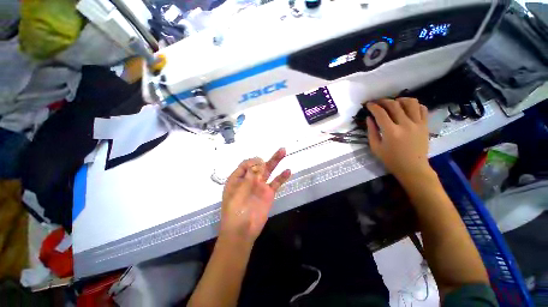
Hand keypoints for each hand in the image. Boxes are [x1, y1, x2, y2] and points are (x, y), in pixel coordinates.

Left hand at [220, 148, 290, 245]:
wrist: (242, 232)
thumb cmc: (234, 213)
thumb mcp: (237, 194)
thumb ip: (247, 179)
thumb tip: (256, 164)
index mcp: (238, 179)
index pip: (246, 165)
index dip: (253, 161)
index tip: (259, 163)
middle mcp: (249, 180)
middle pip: (259, 165)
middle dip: (268, 157)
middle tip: (280, 149)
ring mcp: (260, 186)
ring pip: (269, 171)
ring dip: (276, 161)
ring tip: (284, 152)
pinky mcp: (268, 193)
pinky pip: (276, 183)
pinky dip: (282, 177)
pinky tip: (288, 171)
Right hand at [366, 98, 432, 184]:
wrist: (413, 167)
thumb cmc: (391, 159)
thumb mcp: (375, 147)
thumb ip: (371, 131)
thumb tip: (369, 118)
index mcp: (391, 132)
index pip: (381, 113)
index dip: (373, 107)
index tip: (368, 104)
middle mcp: (405, 125)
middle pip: (394, 105)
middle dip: (384, 101)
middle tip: (378, 102)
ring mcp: (418, 124)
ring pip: (411, 103)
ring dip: (401, 99)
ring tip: (394, 102)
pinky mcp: (425, 125)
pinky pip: (422, 109)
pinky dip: (414, 105)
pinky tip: (407, 109)